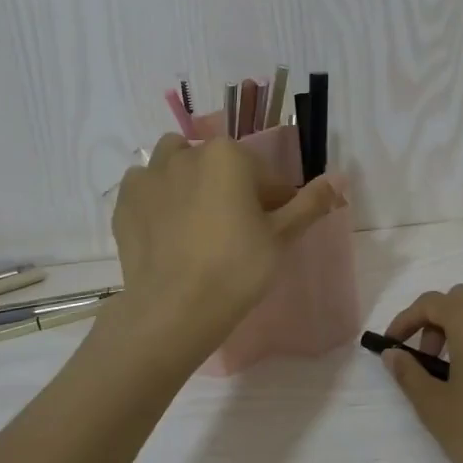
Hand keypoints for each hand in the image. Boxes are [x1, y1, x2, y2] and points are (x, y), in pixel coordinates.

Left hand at [110, 135, 346, 362]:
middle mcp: (186, 154)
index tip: (273, 229)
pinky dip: (158, 198)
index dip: (274, 201)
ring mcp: (150, 176)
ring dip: (190, 179)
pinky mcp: (124, 202)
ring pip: (176, 164)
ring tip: (197, 218)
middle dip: (231, 186)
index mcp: (228, 156)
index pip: (263, 175)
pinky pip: (146, 187)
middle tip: (237, 228)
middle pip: (219, 164)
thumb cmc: (237, 268)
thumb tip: (338, 178)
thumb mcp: (282, 236)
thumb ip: (310, 203)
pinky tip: (167, 228)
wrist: (174, 309)